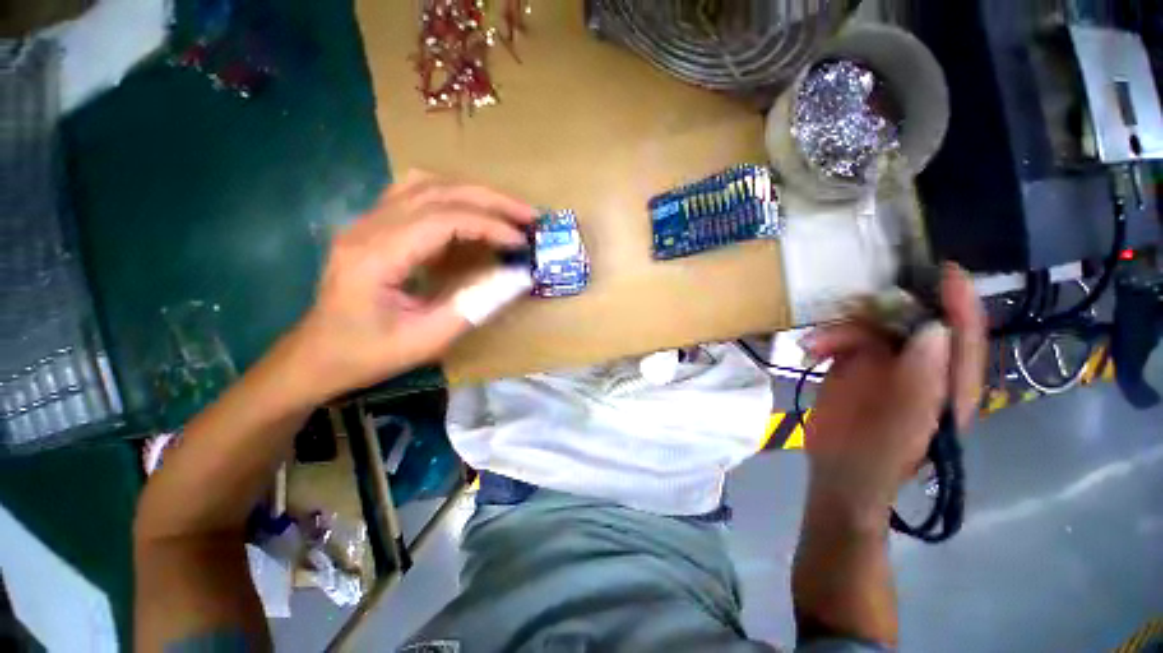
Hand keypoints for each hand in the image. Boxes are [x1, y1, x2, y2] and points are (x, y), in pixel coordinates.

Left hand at [281, 171, 535, 403]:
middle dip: (490, 199)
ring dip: (472, 193)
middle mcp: (368, 227)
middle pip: (437, 190)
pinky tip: (470, 212)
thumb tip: (517, 278)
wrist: (316, 357)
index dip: (489, 225)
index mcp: (377, 256)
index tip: (521, 242)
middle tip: (529, 215)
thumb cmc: (369, 354)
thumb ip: (476, 306)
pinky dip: (451, 197)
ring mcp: (367, 222)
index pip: (443, 219)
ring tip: (506, 211)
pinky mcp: (372, 227)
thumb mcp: (429, 339)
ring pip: (425, 184)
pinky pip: (414, 194)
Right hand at [801, 263, 985, 515]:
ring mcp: (886, 365)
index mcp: (948, 384)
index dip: (960, 302)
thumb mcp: (904, 428)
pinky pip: (844, 337)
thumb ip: (921, 384)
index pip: (963, 337)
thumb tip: (930, 330)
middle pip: (914, 322)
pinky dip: (826, 338)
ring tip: (816, 344)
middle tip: (862, 301)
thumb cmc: (878, 459)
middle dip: (888, 309)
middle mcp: (922, 367)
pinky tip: (810, 349)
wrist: (837, 471)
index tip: (946, 272)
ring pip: (872, 326)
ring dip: (843, 328)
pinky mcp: (854, 365)